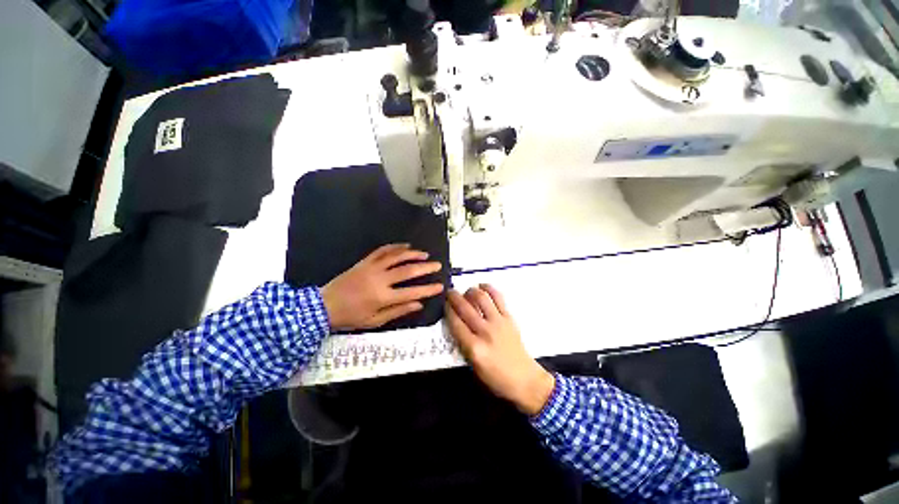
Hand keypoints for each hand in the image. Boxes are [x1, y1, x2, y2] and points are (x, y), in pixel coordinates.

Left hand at [321, 244, 443, 330]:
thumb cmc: (351, 317)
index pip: (412, 292)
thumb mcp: (375, 321)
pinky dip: (395, 247)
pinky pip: (382, 251)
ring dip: (413, 254)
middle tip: (437, 264)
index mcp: (383, 297)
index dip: (428, 289)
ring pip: (396, 257)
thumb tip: (419, 304)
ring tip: (425, 254)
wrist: (324, 306)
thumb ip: (398, 311)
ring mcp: (372, 268)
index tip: (440, 286)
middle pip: (407, 271)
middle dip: (425, 267)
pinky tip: (405, 246)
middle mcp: (380, 280)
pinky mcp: (365, 262)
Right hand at [445, 285, 554, 415]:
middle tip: (450, 292)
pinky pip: (498, 298)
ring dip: (471, 291)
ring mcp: (499, 323)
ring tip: (467, 291)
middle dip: (454, 297)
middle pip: (465, 308)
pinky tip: (482, 286)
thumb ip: (463, 344)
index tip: (444, 304)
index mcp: (474, 348)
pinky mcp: (509, 318)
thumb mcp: (473, 366)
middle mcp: (485, 332)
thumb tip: (456, 323)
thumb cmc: (496, 378)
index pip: (456, 323)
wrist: (525, 379)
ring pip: (481, 298)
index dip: (448, 310)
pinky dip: (489, 288)